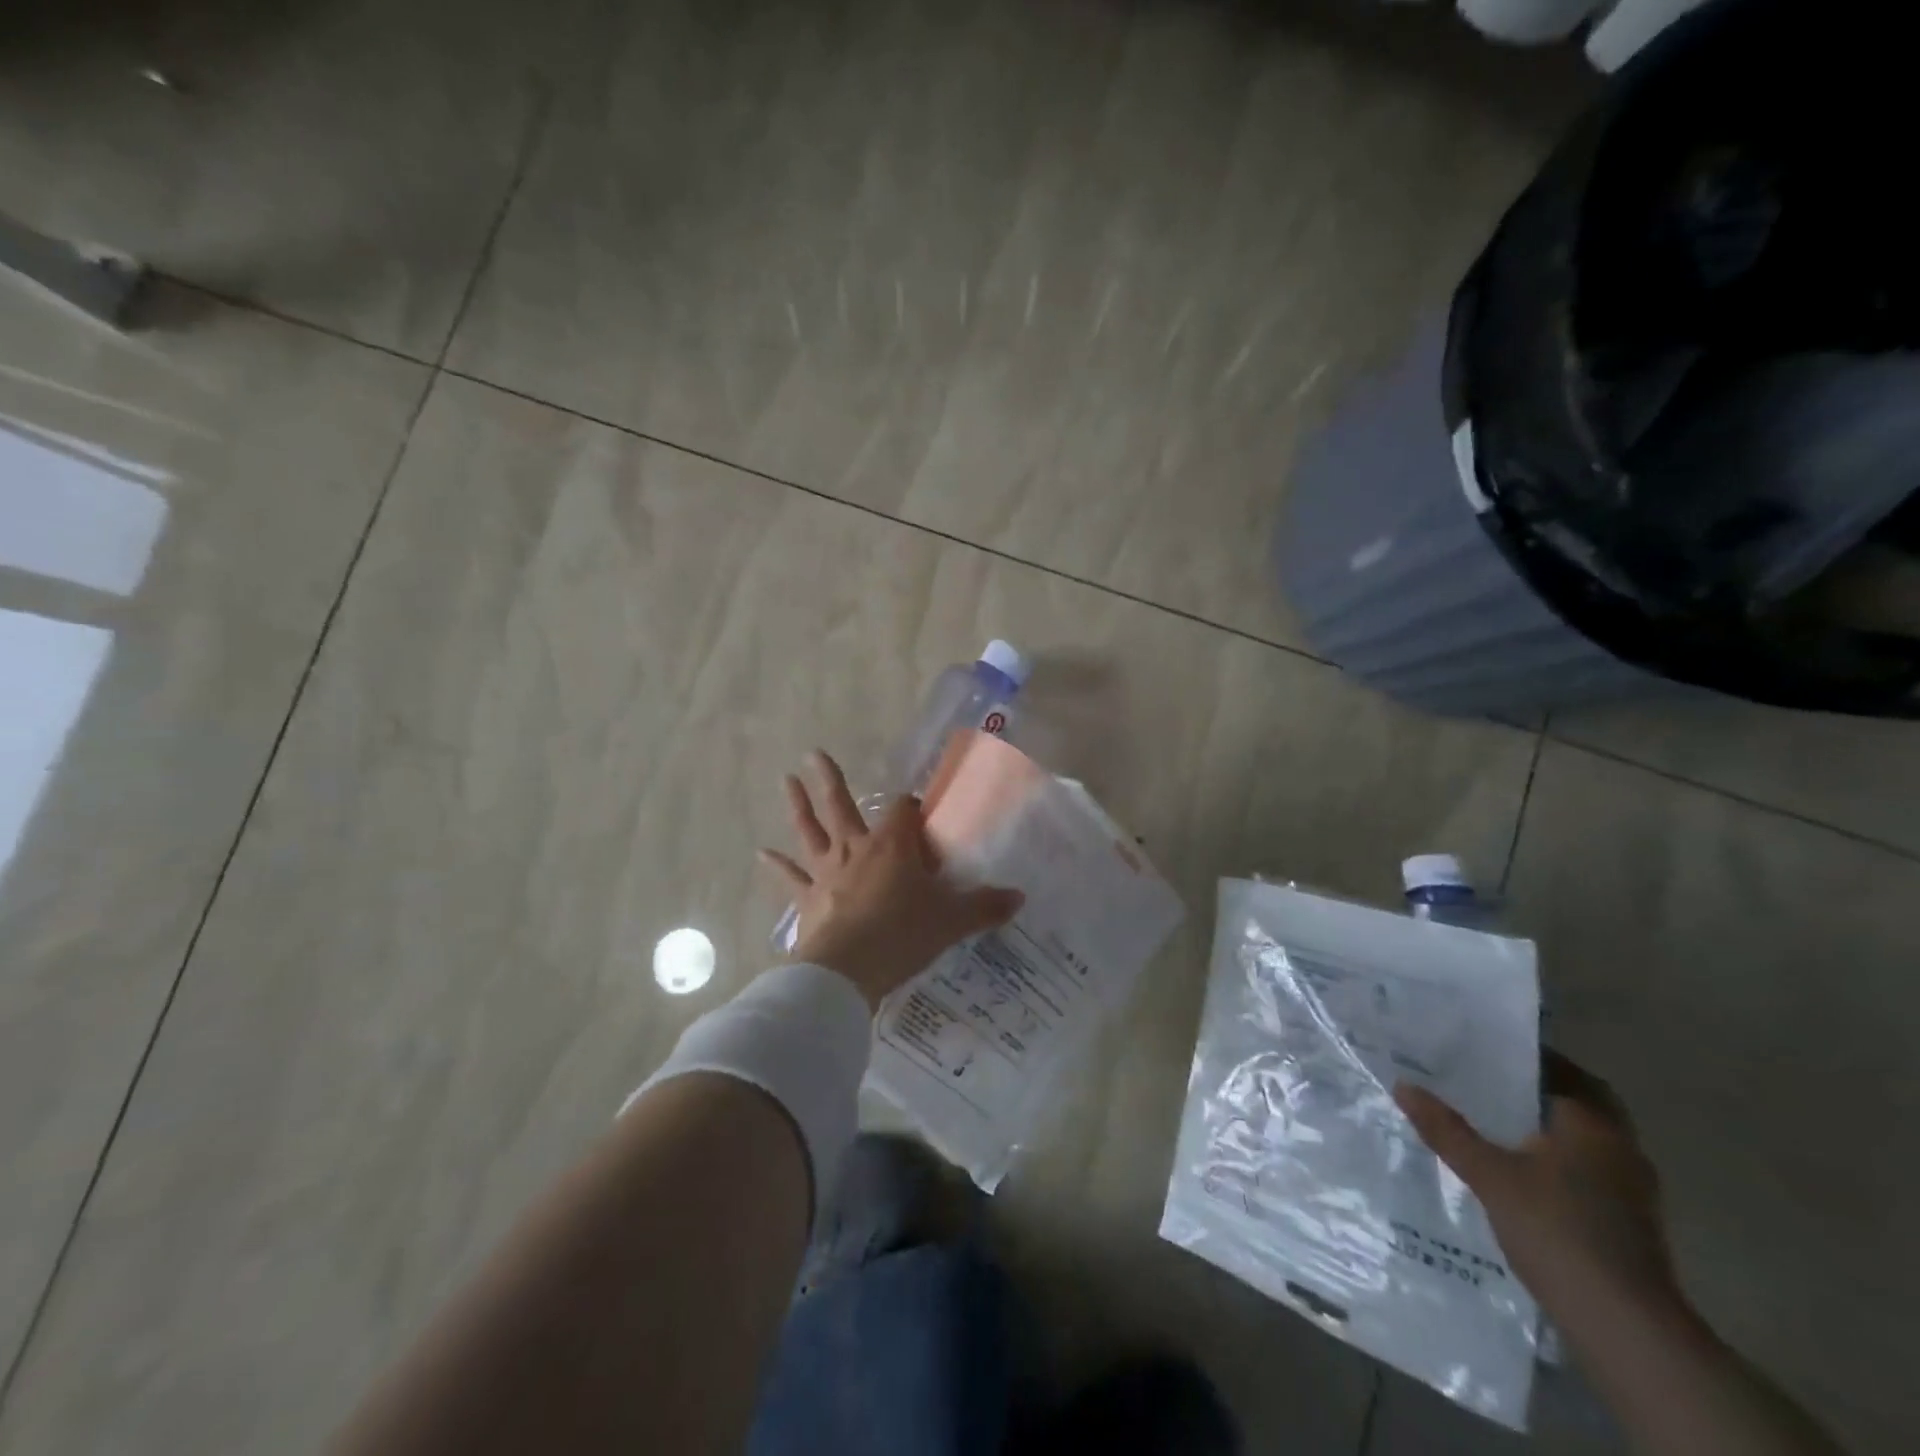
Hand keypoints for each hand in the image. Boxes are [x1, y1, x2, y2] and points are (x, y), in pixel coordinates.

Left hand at [759, 751, 1022, 1008]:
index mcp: (893, 845)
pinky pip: (791, 878)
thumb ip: (985, 907)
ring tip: (786, 781)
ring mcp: (828, 872)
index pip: (903, 809)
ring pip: (810, 831)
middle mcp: (856, 848)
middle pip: (841, 805)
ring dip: (798, 806)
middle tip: (813, 754)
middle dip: (829, 779)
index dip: (911, 807)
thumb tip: (1020, 897)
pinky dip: (778, 866)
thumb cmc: (903, 935)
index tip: (918, 813)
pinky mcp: (808, 899)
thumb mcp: (952, 922)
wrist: (849, 970)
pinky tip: (762, 854)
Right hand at [1394, 1054, 1686, 1329]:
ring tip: (1496, 1121)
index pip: (1561, 1071)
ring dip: (1549, 1127)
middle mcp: (1621, 1148)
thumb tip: (1403, 1085)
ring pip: (1586, 1139)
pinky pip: (1589, 1170)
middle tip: (1488, 1081)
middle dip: (1538, 1091)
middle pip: (1580, 1103)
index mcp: (1593, 1125)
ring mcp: (1632, 1190)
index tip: (1484, 1047)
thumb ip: (1446, 1129)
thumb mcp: (1489, 1175)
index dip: (1524, 1056)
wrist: (1626, 1327)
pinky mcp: (1630, 1223)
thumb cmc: (1558, 1231)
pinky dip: (1559, 1160)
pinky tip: (1522, 1170)